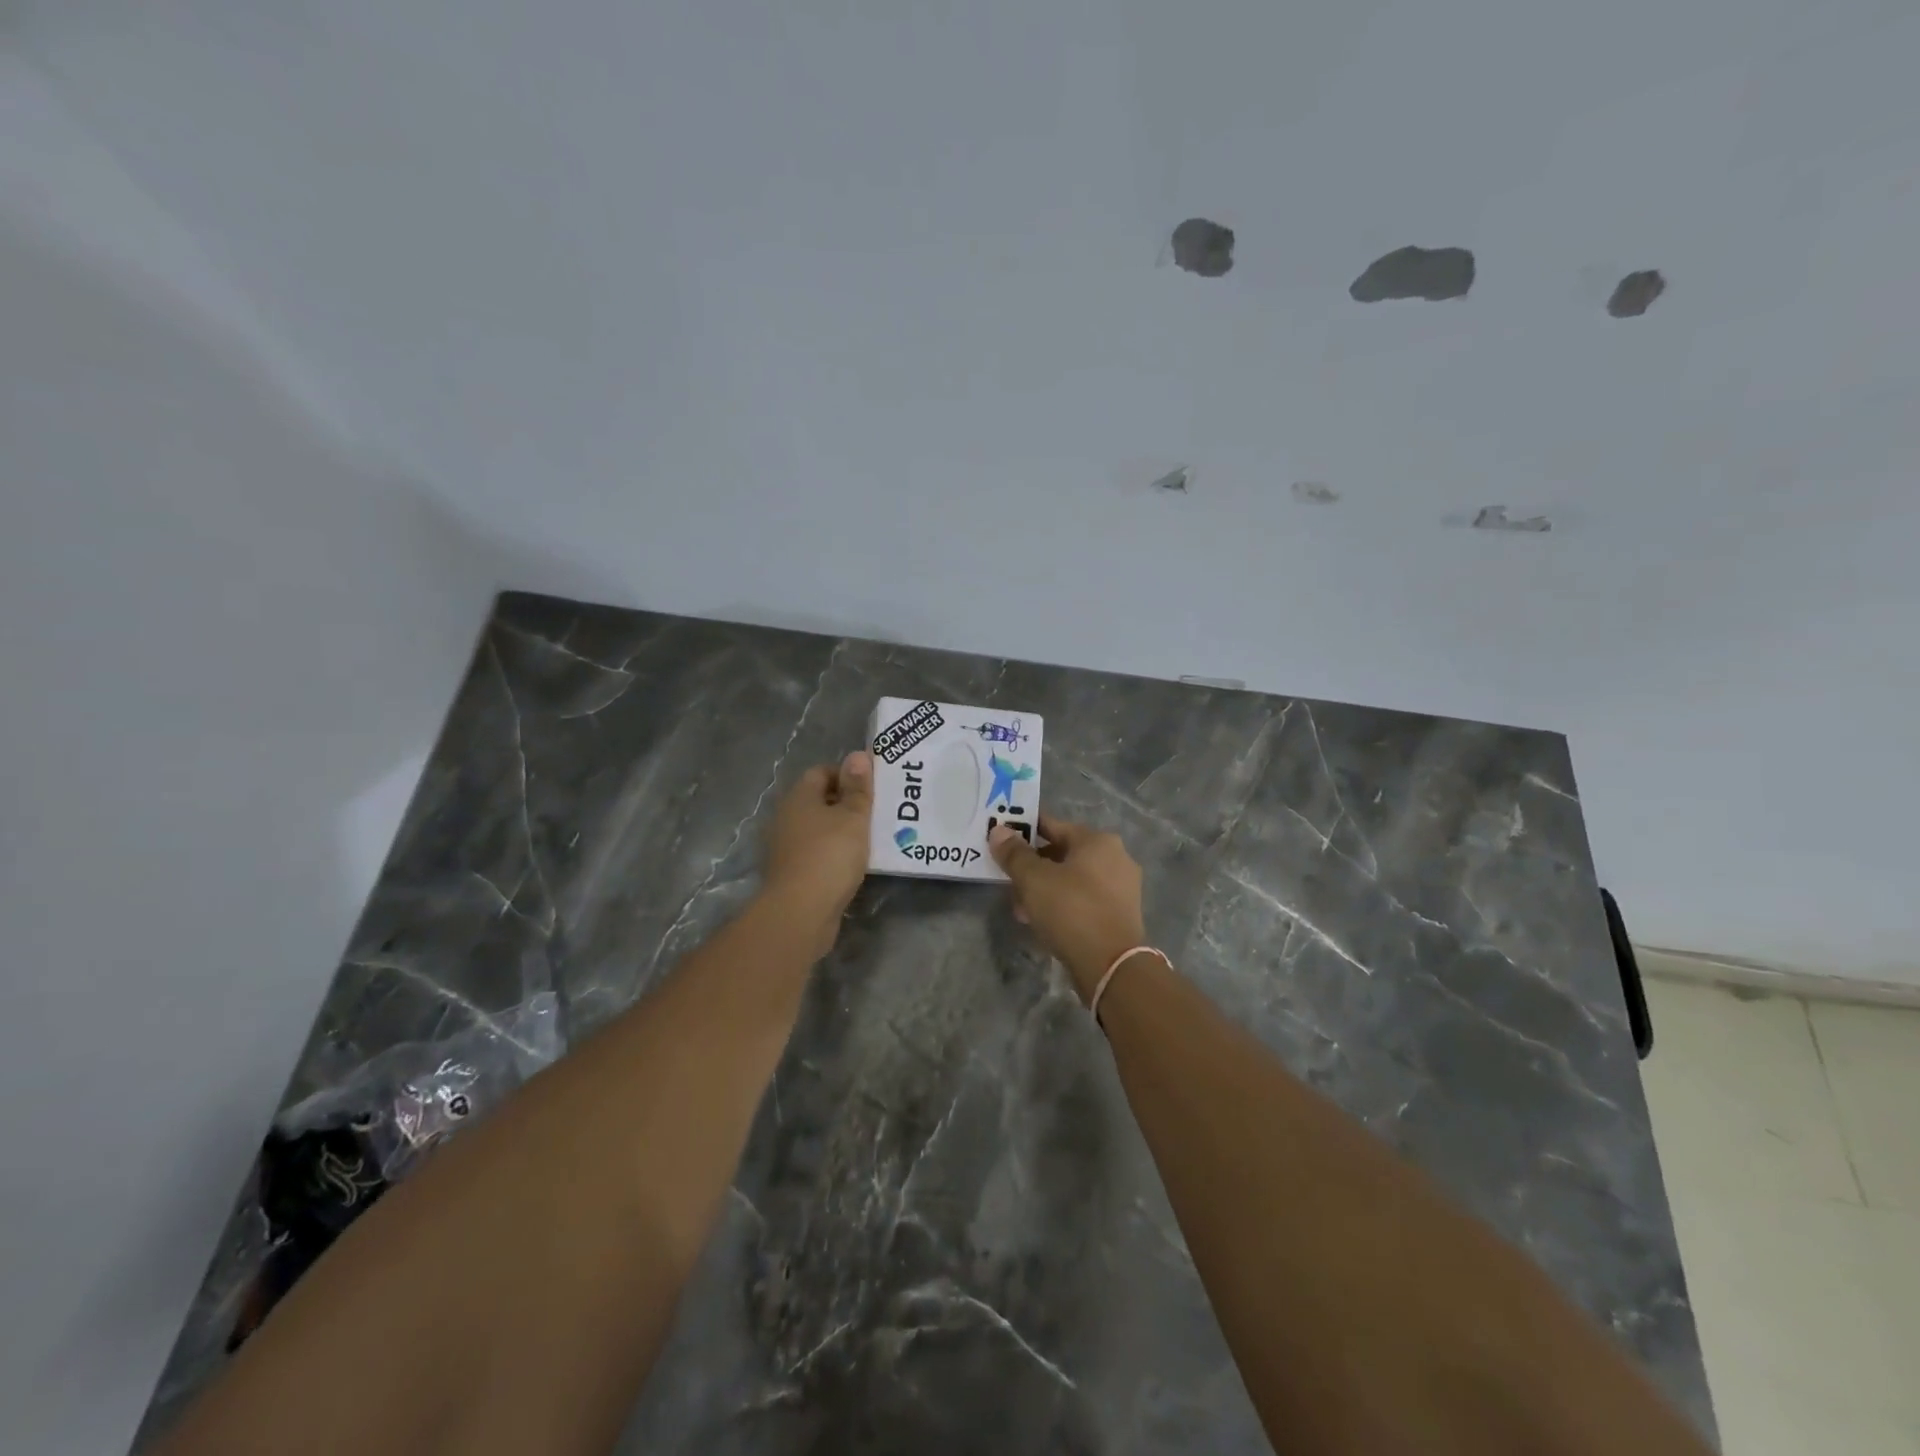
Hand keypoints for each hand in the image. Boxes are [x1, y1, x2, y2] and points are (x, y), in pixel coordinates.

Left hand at [761, 751, 873, 953]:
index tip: (872, 788)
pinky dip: (834, 855)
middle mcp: (787, 817)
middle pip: (819, 800)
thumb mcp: (853, 817)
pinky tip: (855, 864)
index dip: (847, 775)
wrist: (800, 912)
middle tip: (878, 812)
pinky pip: (817, 854)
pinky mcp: (791, 873)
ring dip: (842, 832)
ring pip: (819, 829)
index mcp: (798, 797)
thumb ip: (858, 787)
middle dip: (847, 804)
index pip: (822, 771)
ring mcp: (786, 847)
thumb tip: (857, 755)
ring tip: (872, 838)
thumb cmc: (829, 855)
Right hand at [989, 815, 1147, 1001]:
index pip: (1053, 825)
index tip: (1002, 840)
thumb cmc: (1071, 910)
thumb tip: (999, 831)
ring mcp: (1122, 887)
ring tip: (1020, 908)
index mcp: (1098, 841)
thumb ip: (1014, 853)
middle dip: (1033, 866)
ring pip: (1072, 879)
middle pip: (1063, 853)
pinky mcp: (1120, 914)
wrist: (1111, 965)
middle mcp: (1115, 857)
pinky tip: (1042, 922)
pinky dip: (1062, 905)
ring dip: (1045, 888)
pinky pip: (1083, 900)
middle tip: (1009, 881)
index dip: (1024, 831)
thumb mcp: (1033, 879)